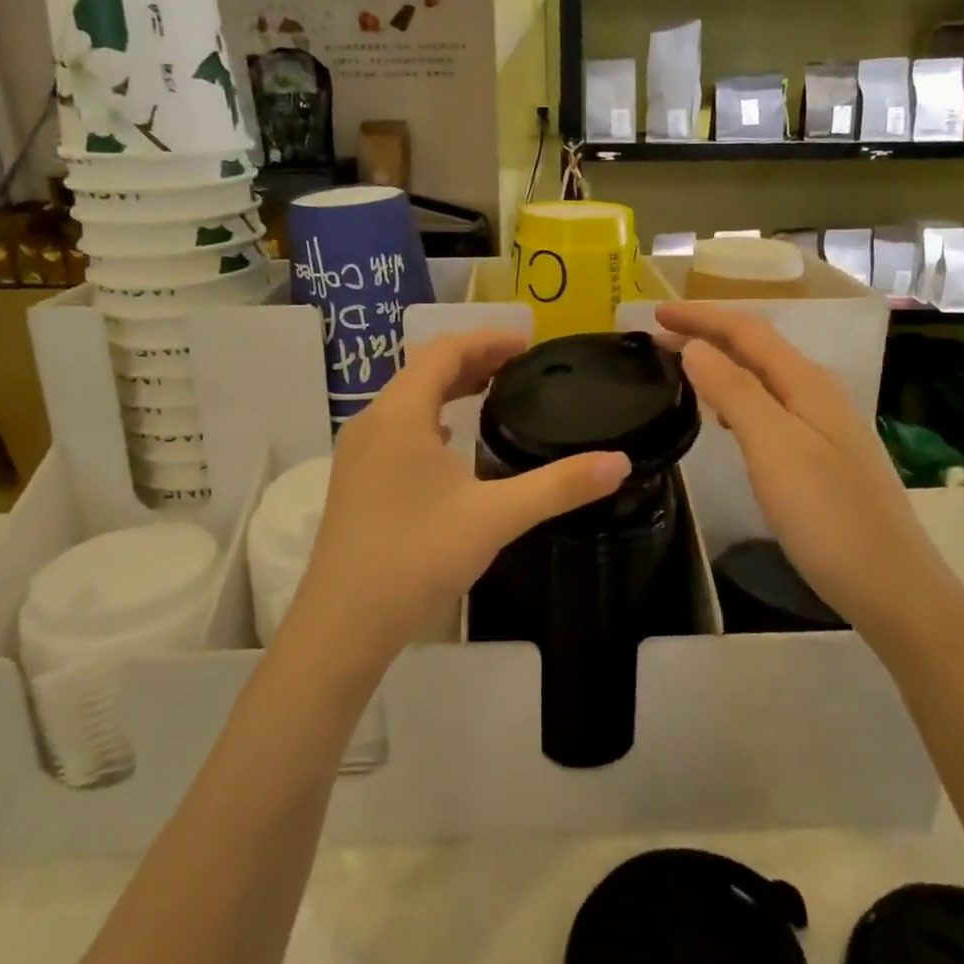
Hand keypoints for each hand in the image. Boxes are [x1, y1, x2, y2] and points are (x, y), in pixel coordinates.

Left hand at [285, 329, 630, 670]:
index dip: (488, 340)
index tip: (529, 344)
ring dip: (449, 388)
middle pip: (424, 370)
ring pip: (408, 399)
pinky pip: (397, 427)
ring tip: (492, 393)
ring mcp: (358, 452)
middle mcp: (373, 422)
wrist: (344, 623)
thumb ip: (560, 486)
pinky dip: (431, 418)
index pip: (444, 351)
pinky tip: (452, 446)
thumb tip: (619, 463)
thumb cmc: (418, 557)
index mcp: (401, 414)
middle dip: (473, 360)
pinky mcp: (355, 480)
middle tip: (520, 366)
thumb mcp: (497, 517)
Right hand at [657, 302, 934, 632]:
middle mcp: (817, 393)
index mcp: (806, 383)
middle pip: (756, 348)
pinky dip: (736, 398)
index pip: (746, 330)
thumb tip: (694, 348)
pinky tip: (723, 419)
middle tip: (655, 339)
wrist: (889, 584)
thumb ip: (734, 391)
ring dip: (719, 365)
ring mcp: (822, 425)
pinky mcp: (820, 455)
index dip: (700, 316)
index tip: (653, 312)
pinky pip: (769, 408)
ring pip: (762, 378)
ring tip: (680, 369)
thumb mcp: (772, 446)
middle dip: (706, 335)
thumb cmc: (827, 514)